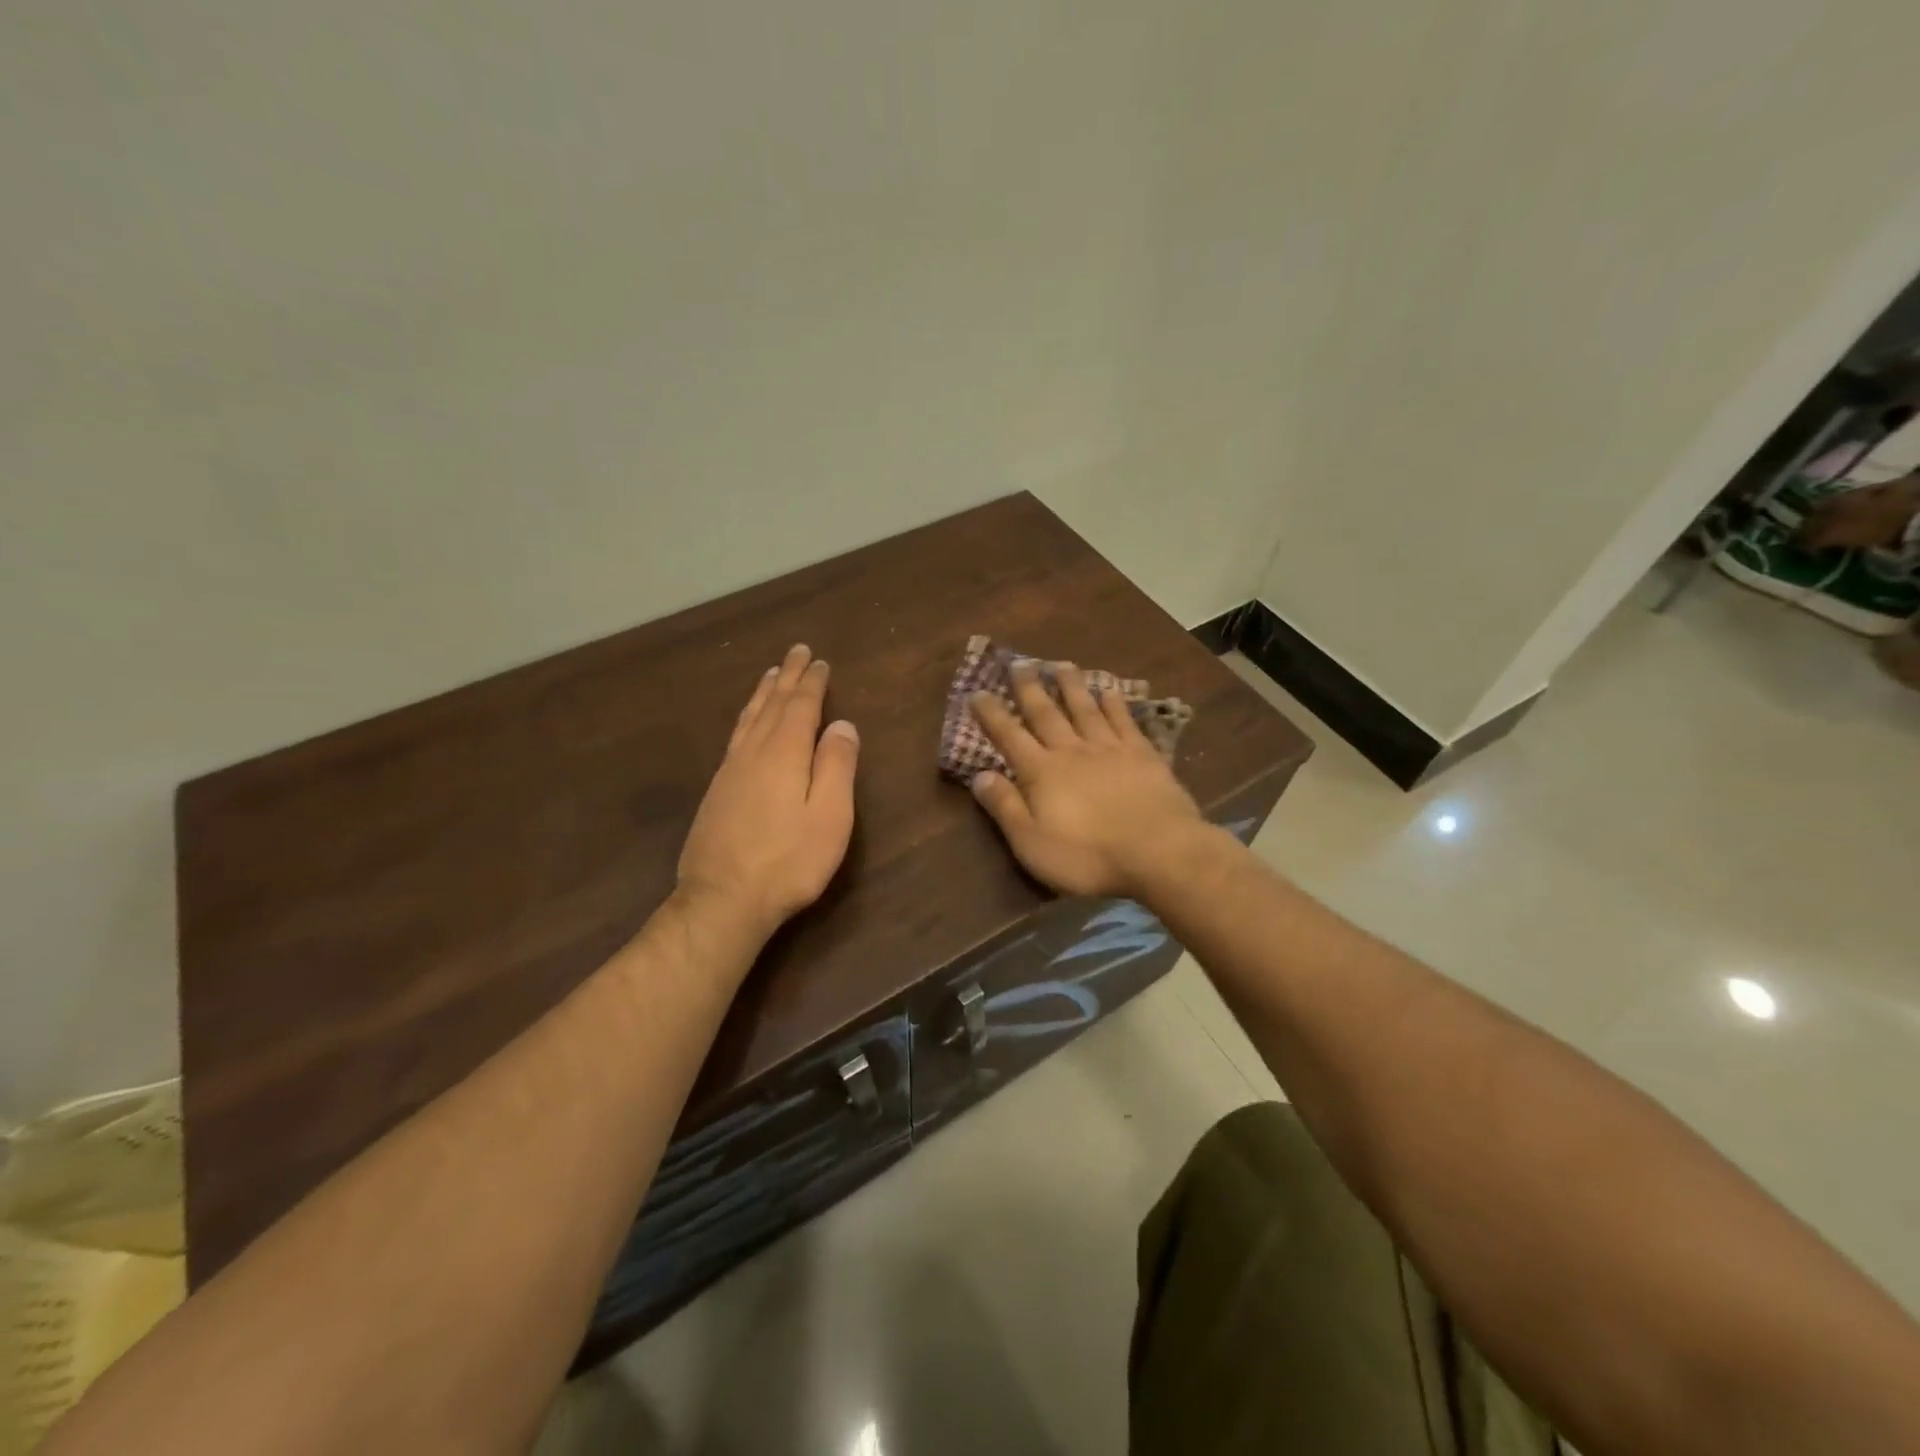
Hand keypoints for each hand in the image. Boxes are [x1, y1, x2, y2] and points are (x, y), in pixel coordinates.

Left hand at [677, 644, 859, 938]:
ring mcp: (730, 772)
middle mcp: (753, 753)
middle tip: (796, 652)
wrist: (723, 899)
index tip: (819, 661)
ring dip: (763, 693)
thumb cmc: (788, 861)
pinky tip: (747, 724)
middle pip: (772, 705)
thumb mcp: (830, 816)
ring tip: (770, 675)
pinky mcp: (717, 792)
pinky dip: (746, 718)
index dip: (812, 683)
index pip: (800, 707)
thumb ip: (837, 766)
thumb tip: (842, 724)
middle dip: (787, 677)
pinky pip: (736, 737)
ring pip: (749, 720)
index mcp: (784, 754)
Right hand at [968, 662, 1204, 898]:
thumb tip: (979, 775)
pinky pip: (1124, 721)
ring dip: (1071, 686)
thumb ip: (1005, 807)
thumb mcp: (1032, 843)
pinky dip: (1114, 703)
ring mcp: (1110, 749)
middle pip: (1046, 713)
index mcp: (1041, 773)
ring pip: (1085, 709)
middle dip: (1029, 688)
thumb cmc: (1089, 856)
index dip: (992, 714)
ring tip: (1061, 664)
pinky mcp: (1143, 755)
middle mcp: (1072, 751)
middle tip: (1019, 662)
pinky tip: (1109, 690)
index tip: (977, 692)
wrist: (1159, 852)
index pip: (1009, 736)